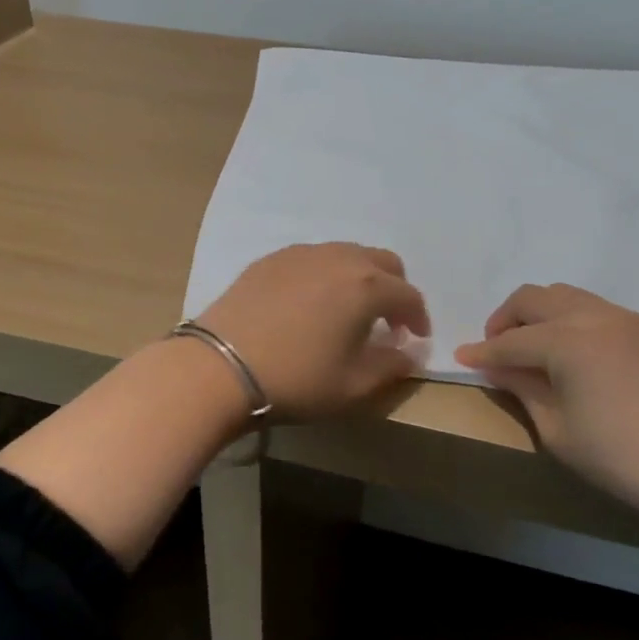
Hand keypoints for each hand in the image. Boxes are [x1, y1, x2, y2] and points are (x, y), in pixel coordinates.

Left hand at [195, 243, 430, 421]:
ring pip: (347, 254)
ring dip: (360, 278)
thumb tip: (408, 354)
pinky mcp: (271, 259)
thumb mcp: (353, 386)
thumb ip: (391, 367)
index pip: (408, 295)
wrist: (220, 366)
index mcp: (366, 286)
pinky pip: (312, 258)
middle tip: (387, 320)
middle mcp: (339, 258)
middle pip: (383, 262)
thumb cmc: (296, 379)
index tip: (415, 339)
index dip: (418, 318)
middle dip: (394, 289)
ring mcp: (301, 254)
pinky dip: (325, 274)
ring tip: (348, 310)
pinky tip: (310, 302)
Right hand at [454, 284, 638, 517]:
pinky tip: (566, 349)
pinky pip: (591, 307)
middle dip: (506, 319)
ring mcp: (621, 318)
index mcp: (567, 342)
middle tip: (495, 348)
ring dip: (537, 313)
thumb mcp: (555, 428)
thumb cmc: (615, 455)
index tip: (462, 357)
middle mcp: (592, 316)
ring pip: (563, 295)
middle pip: (534, 299)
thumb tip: (495, 366)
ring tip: (529, 345)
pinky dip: (567, 318)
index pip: (511, 341)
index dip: (483, 352)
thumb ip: (521, 387)